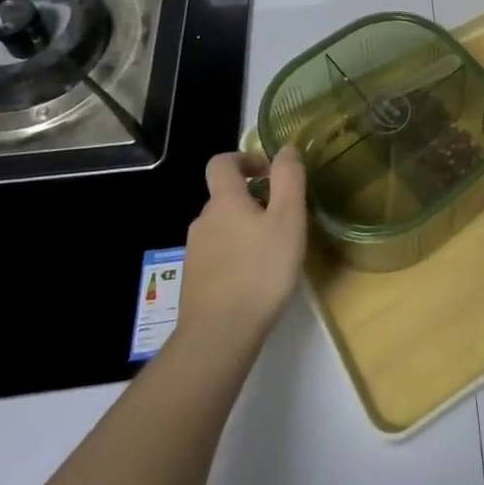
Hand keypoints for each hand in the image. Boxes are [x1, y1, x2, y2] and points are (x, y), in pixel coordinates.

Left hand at [179, 147, 307, 347]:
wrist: (219, 335)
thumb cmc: (260, 270)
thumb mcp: (288, 219)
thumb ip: (288, 179)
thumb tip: (285, 149)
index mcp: (224, 201)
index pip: (222, 163)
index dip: (244, 159)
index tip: (269, 172)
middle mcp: (203, 220)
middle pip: (225, 196)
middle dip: (253, 198)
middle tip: (284, 217)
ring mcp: (195, 252)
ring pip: (222, 226)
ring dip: (245, 228)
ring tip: (274, 249)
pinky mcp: (195, 280)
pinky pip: (218, 253)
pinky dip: (236, 254)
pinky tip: (256, 277)